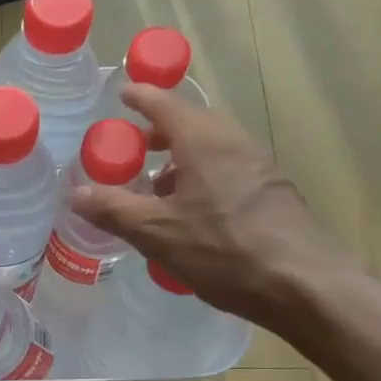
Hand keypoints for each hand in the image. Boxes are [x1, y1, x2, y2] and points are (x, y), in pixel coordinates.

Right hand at [70, 85, 353, 334]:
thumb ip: (114, 210)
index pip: (165, 103)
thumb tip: (75, 193)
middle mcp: (234, 143)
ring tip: (158, 189)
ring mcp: (260, 168)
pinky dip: (203, 177)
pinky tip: (194, 215)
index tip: (122, 95)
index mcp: (204, 142)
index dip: (140, 97)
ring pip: (212, 149)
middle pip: (192, 123)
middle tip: (134, 149)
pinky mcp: (274, 193)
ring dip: (182, 159)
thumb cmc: (225, 251)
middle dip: (160, 132)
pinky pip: (229, 171)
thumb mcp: (157, 233)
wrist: (305, 285)